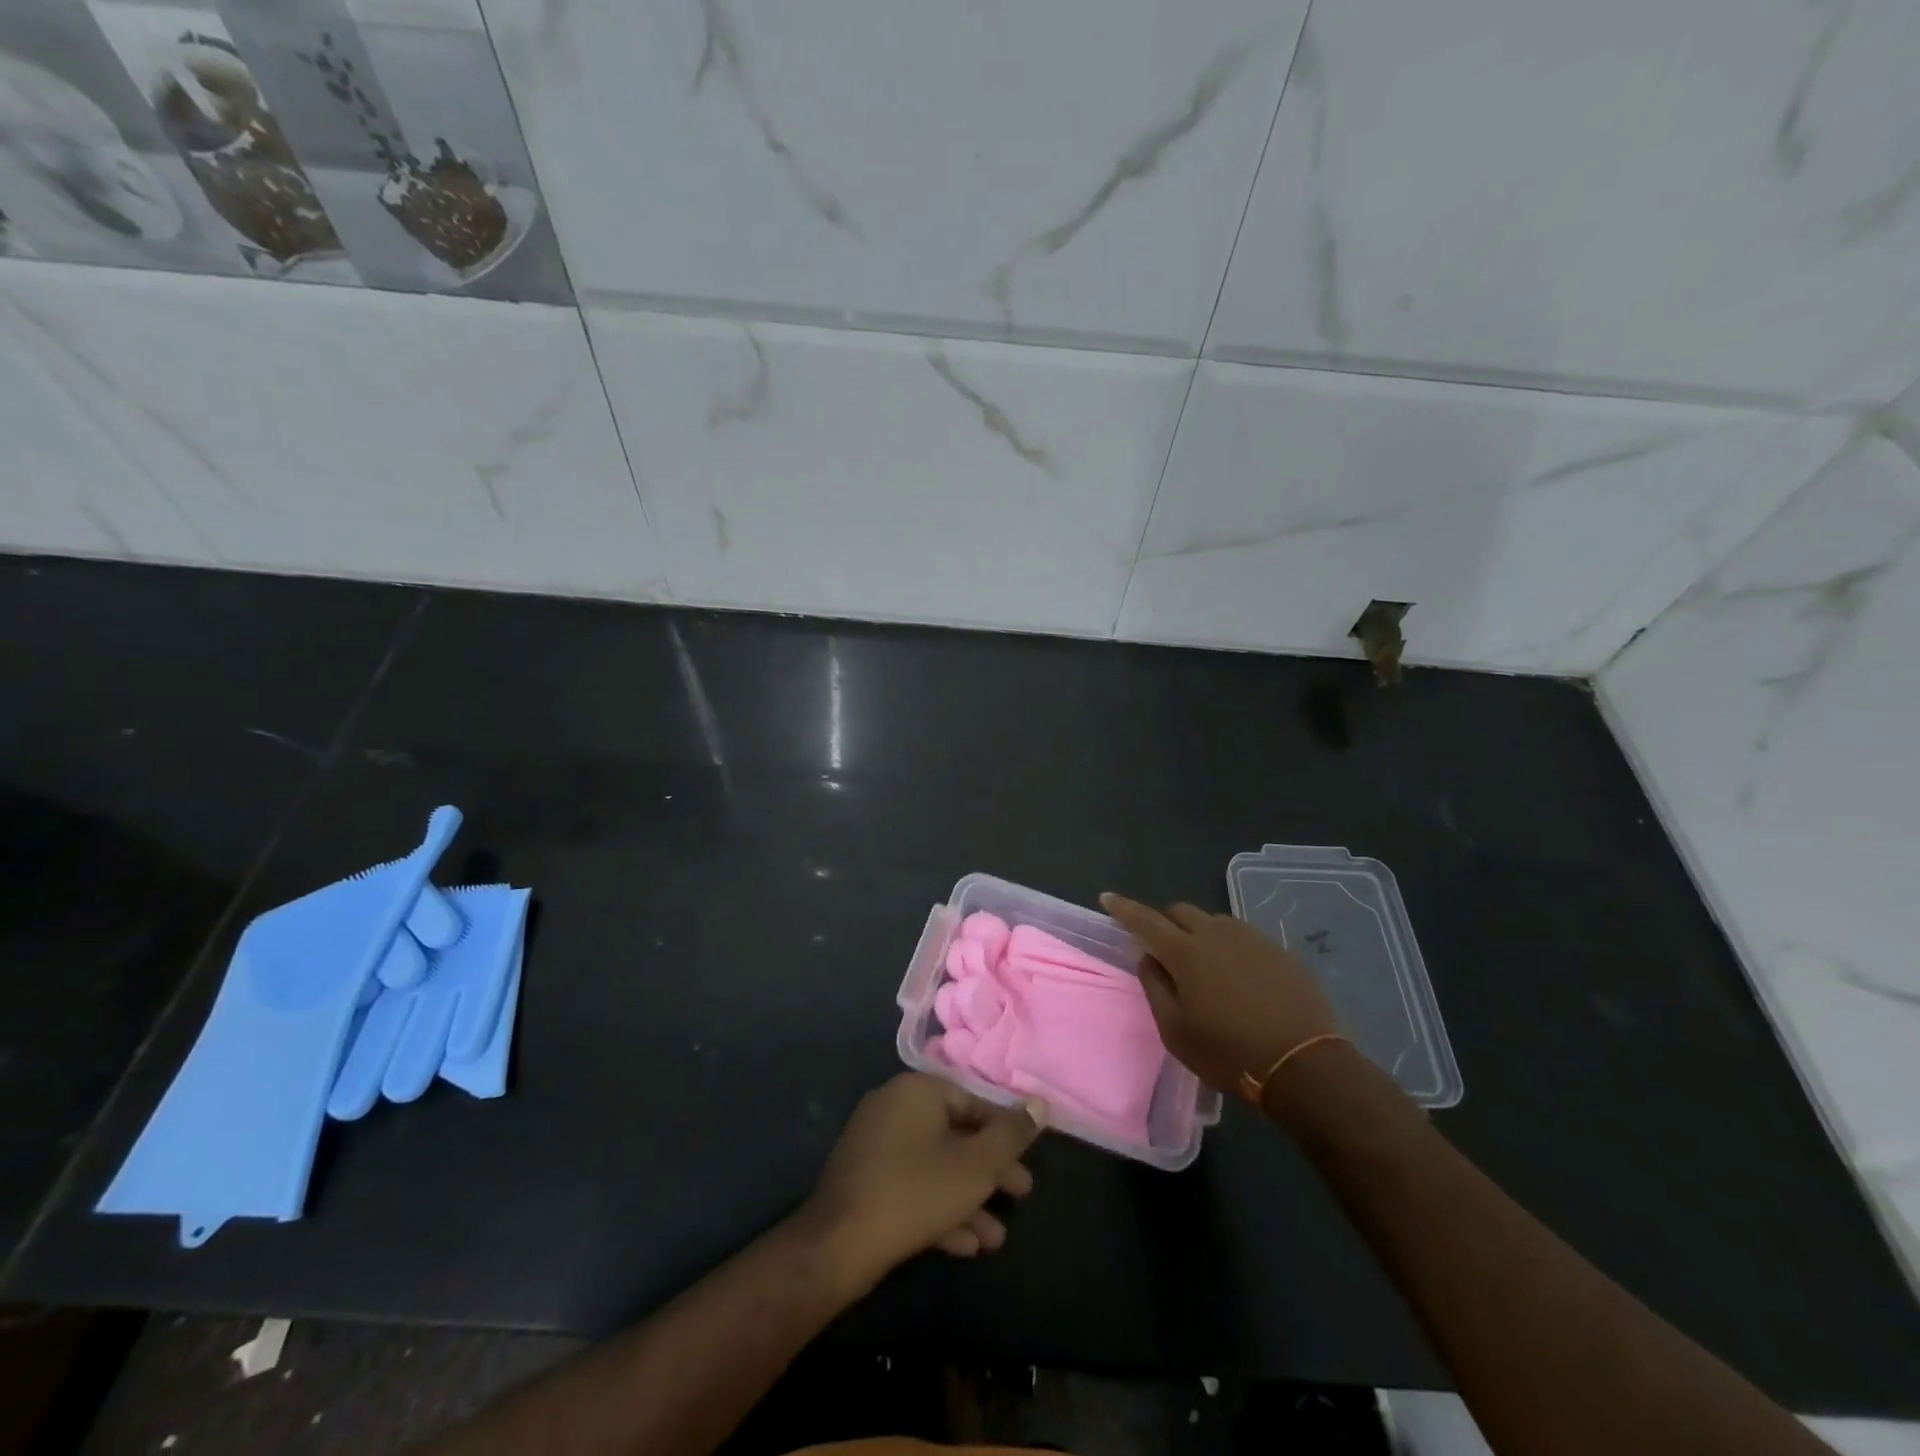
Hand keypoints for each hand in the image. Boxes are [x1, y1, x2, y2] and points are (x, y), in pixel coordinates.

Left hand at [801, 1073, 1045, 1293]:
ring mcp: (875, 1143)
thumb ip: (1011, 1134)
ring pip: (936, 1165)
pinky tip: (966, 1245)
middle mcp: (894, 1106)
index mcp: (918, 1091)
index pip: (974, 1103)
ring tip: (996, 1239)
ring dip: (969, 1199)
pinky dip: (939, 1209)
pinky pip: (912, 1185)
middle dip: (990, 1171)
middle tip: (1020, 1196)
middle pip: (955, 1134)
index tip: (1028, 1162)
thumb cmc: (915, 1192)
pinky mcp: (865, 1179)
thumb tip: (1040, 1103)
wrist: (838, 1244)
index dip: (1005, 1133)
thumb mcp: (975, 1165)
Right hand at [1101, 894, 1340, 1097]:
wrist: (1304, 1064)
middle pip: (1180, 911)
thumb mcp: (1176, 1031)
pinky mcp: (1278, 950)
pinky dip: (1227, 946)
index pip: (1145, 919)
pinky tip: (1236, 975)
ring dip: (1197, 932)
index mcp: (1185, 952)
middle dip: (1163, 921)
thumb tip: (1147, 957)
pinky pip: (1242, 936)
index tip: (1107, 898)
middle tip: (1160, 946)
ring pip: (1213, 921)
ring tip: (1201, 964)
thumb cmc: (1229, 1052)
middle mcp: (1216, 933)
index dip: (1123, 908)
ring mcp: (1251, 938)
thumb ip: (1155, 987)